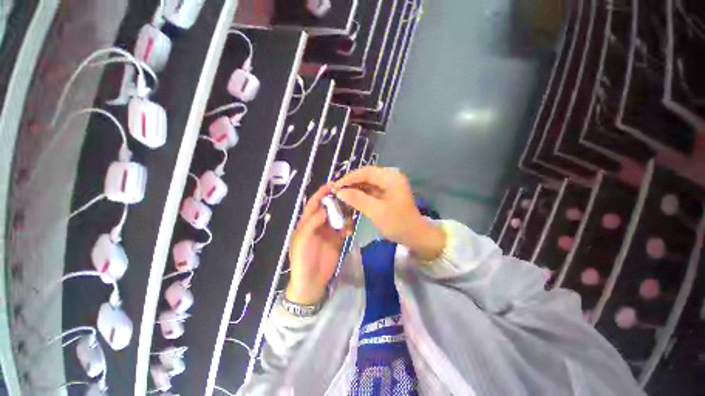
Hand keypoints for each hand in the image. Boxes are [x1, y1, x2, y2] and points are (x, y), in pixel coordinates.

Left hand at [286, 184, 351, 304]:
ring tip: (352, 214)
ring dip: (345, 213)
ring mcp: (329, 231)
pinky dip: (348, 226)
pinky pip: (344, 228)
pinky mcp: (338, 239)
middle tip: (349, 196)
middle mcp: (318, 223)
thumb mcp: (302, 240)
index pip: (314, 203)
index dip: (321, 193)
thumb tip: (324, 208)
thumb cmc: (302, 259)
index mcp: (307, 222)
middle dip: (337, 201)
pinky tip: (349, 231)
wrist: (312, 282)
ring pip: (338, 216)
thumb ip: (311, 223)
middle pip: (328, 207)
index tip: (333, 185)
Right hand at [333, 166, 444, 260]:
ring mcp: (389, 185)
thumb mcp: (376, 211)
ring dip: (354, 188)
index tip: (335, 186)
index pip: (366, 172)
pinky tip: (351, 199)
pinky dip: (360, 194)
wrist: (415, 236)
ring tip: (341, 195)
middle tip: (336, 191)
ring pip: (367, 183)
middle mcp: (390, 177)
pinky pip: (370, 190)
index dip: (349, 178)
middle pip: (366, 176)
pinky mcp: (386, 193)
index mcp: (391, 178)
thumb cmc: (398, 223)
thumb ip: (358, 199)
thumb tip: (340, 192)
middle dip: (351, 183)